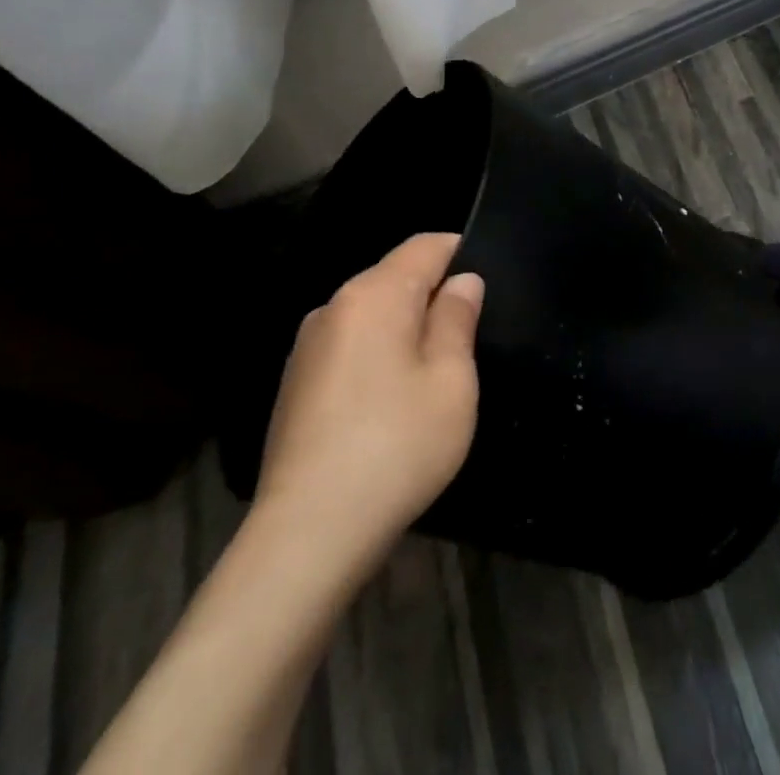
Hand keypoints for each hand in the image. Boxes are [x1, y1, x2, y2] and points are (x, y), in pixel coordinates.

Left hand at [254, 233, 483, 568]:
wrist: (307, 535)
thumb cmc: (396, 446)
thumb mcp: (451, 380)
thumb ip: (458, 319)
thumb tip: (461, 282)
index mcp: (374, 295)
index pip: (425, 245)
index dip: (461, 254)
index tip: (484, 289)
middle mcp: (333, 306)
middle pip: (395, 277)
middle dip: (433, 296)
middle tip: (466, 342)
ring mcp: (307, 346)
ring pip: (372, 314)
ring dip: (405, 329)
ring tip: (431, 378)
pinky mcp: (294, 384)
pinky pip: (349, 346)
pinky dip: (376, 357)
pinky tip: (389, 406)